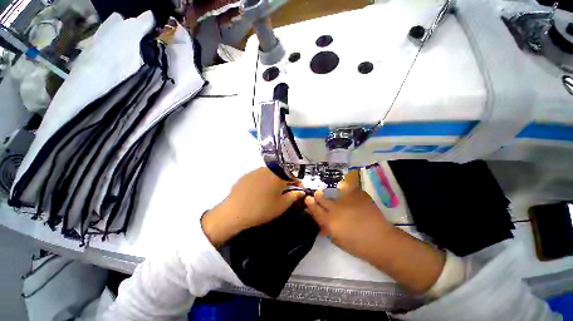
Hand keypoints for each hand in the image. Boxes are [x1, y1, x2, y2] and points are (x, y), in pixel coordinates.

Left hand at [202, 167, 305, 246]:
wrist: (234, 213)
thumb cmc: (262, 210)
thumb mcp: (281, 206)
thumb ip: (294, 196)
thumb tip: (301, 191)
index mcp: (278, 175)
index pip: (293, 175)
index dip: (297, 183)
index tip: (298, 191)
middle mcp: (267, 169)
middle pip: (281, 173)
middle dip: (286, 182)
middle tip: (285, 193)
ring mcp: (255, 171)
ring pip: (270, 174)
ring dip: (274, 181)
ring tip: (271, 193)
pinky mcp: (246, 175)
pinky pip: (259, 176)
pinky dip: (263, 182)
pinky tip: (259, 192)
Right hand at [304, 171, 393, 260]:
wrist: (380, 241)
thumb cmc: (357, 245)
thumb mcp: (336, 239)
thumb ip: (325, 227)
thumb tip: (318, 219)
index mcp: (329, 221)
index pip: (314, 209)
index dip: (309, 203)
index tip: (308, 199)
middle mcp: (335, 208)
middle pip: (321, 197)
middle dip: (318, 195)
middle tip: (318, 194)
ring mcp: (347, 199)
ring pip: (333, 190)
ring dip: (332, 192)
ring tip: (335, 192)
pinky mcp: (358, 194)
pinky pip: (348, 187)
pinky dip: (346, 189)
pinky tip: (348, 192)